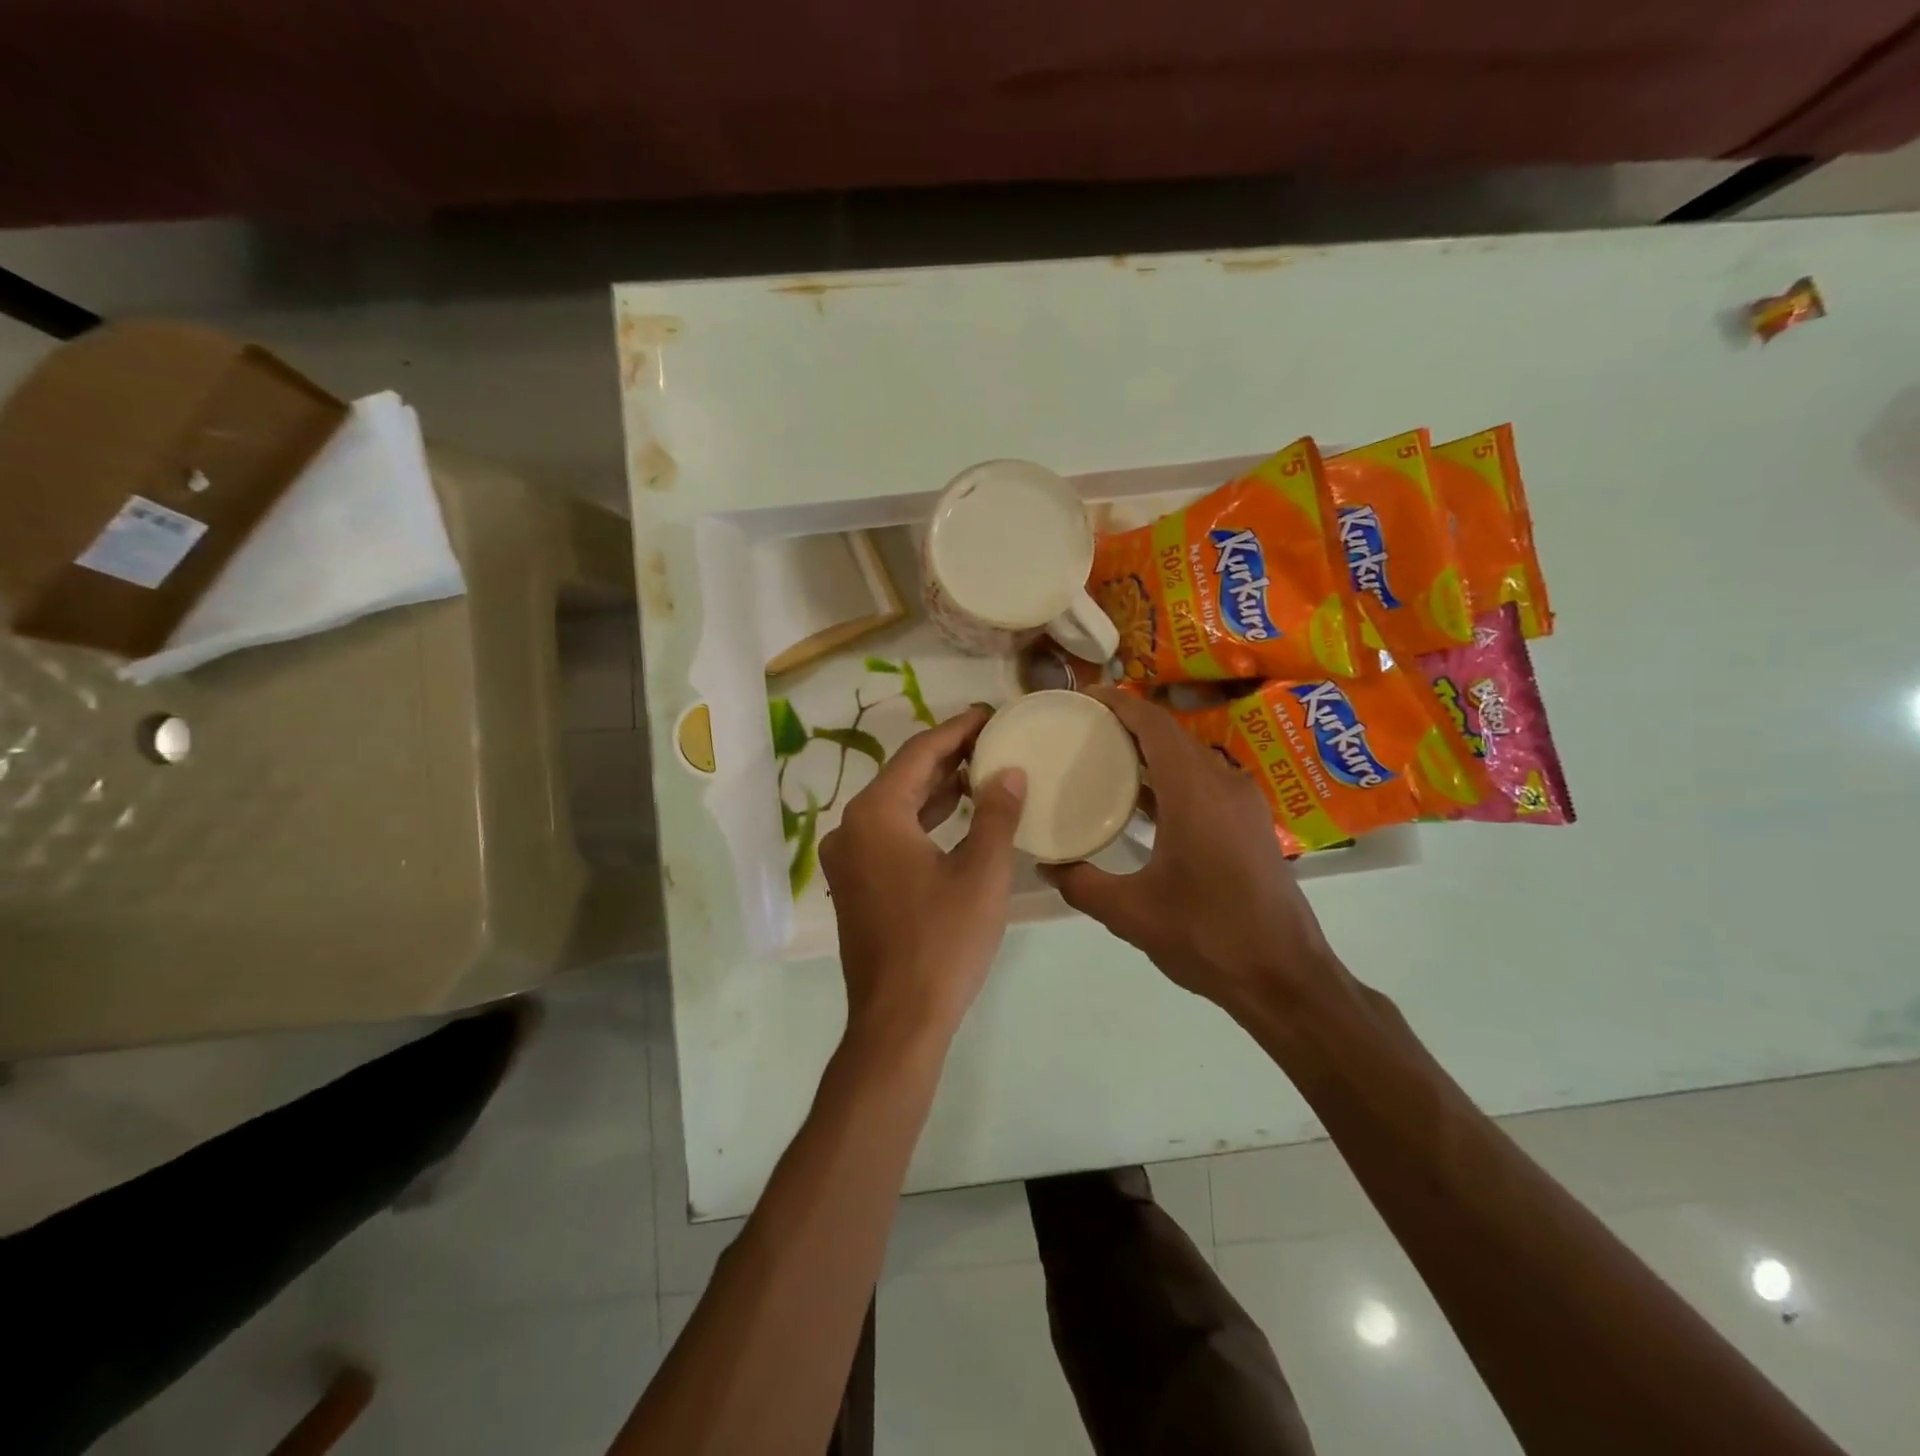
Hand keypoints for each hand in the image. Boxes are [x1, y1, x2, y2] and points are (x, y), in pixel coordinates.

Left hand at [820, 706, 1026, 1045]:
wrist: (899, 1021)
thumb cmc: (944, 942)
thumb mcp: (982, 872)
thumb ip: (996, 813)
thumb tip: (1009, 771)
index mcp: (875, 814)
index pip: (920, 753)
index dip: (958, 729)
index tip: (990, 712)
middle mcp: (851, 827)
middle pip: (904, 776)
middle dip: (948, 756)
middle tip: (992, 738)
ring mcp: (849, 858)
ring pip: (896, 806)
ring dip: (937, 788)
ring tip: (982, 770)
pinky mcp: (856, 884)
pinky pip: (890, 834)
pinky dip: (923, 819)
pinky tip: (956, 815)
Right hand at [1042, 688, 1345, 1019]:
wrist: (1285, 978)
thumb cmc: (1207, 936)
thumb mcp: (1131, 914)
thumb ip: (1081, 884)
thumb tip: (1047, 866)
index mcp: (1195, 792)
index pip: (1154, 723)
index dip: (1118, 702)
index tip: (1084, 696)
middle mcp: (1224, 784)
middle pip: (1172, 735)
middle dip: (1129, 725)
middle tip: (1083, 729)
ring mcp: (1244, 804)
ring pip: (1190, 759)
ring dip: (1150, 753)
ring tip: (1105, 759)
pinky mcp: (1251, 824)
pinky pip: (1204, 783)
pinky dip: (1171, 779)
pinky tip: (1143, 803)